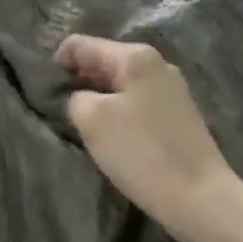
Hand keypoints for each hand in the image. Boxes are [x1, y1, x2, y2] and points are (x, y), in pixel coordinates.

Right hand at [56, 35, 239, 241]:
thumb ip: (75, 97)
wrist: (199, 196)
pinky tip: (111, 137)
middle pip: (102, 62)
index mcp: (135, 57)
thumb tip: (79, 97)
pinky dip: (117, 113)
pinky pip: (135, 103)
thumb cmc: (141, 151)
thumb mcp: (91, 119)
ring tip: (81, 125)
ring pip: (119, 85)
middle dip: (77, 81)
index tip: (43, 91)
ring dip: (97, 99)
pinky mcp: (177, 115)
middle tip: (57, 109)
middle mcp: (156, 64)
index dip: (56, 63)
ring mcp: (171, 90)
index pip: (80, 45)